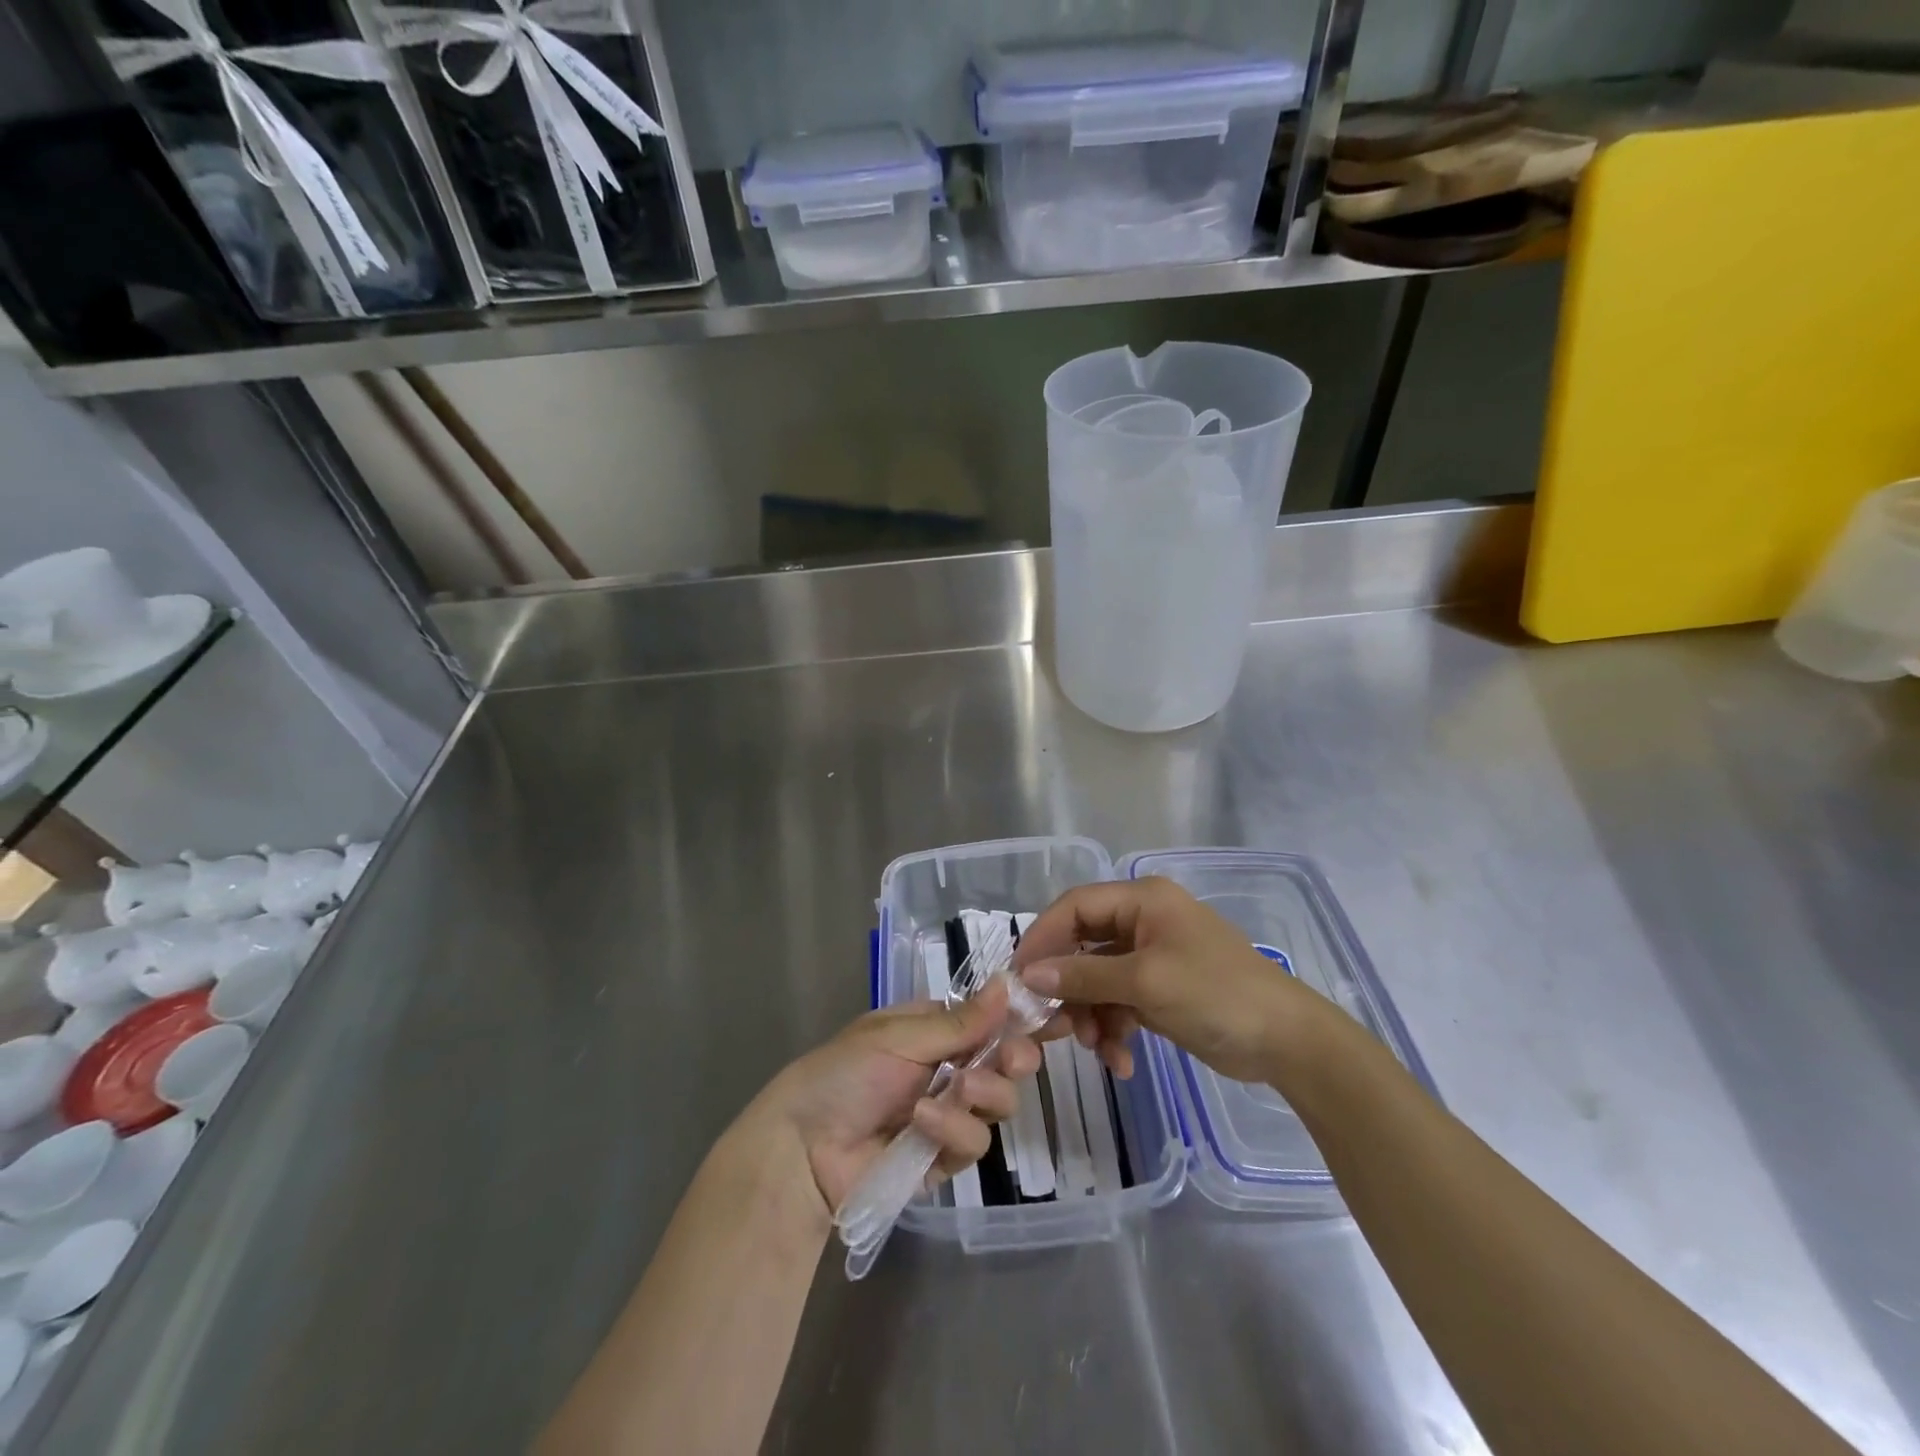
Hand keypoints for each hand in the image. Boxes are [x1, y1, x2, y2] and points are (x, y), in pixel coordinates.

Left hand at [762, 978, 1040, 1219]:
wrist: (804, 1148)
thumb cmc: (847, 1072)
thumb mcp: (900, 1037)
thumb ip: (960, 1022)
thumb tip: (1009, 984)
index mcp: (934, 1029)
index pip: (989, 1019)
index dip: (1017, 1019)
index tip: (1047, 1020)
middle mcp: (947, 1067)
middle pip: (1005, 1062)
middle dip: (1014, 1058)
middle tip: (1013, 1060)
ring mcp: (947, 1113)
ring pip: (998, 1103)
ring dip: (983, 1093)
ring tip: (955, 1091)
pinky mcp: (943, 1159)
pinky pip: (973, 1143)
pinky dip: (953, 1132)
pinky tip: (922, 1124)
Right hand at [1015, 878, 1319, 1083]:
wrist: (1287, 1042)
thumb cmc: (1215, 994)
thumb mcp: (1144, 982)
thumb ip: (1083, 976)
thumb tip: (1028, 975)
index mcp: (1141, 901)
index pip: (1074, 907)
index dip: (1043, 938)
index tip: (1018, 977)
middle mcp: (1143, 922)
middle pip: (1083, 946)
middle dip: (1067, 988)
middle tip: (1048, 1025)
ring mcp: (1152, 958)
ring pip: (1097, 980)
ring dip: (1091, 1015)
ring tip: (1096, 1048)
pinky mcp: (1160, 990)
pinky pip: (1119, 1003)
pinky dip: (1114, 1029)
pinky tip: (1120, 1061)